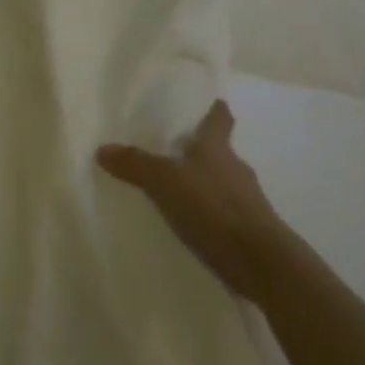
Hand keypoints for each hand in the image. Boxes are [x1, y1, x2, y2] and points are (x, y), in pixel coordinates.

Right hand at [97, 101, 289, 301]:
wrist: (261, 262)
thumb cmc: (214, 208)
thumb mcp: (165, 182)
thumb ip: (135, 164)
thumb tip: (103, 148)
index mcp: (218, 149)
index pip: (219, 118)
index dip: (212, 108)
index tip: (204, 102)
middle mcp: (235, 168)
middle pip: (217, 151)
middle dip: (197, 149)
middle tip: (168, 149)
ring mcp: (245, 200)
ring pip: (219, 181)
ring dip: (200, 182)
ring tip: (171, 189)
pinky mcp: (248, 229)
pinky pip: (221, 211)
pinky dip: (205, 211)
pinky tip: (187, 222)